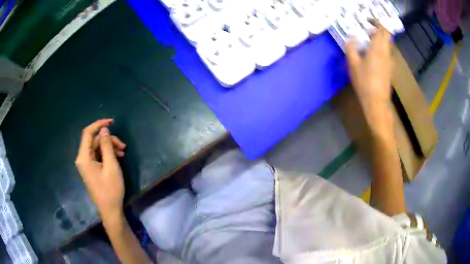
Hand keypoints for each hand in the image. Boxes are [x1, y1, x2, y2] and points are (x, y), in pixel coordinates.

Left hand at [75, 119, 126, 217]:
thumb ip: (106, 145)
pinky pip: (97, 155)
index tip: (112, 122)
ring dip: (109, 147)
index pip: (88, 133)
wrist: (110, 210)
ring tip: (123, 152)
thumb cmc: (110, 189)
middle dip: (108, 140)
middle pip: (94, 141)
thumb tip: (104, 130)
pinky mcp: (90, 169)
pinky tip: (117, 157)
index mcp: (84, 157)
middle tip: (123, 146)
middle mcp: (82, 159)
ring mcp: (86, 164)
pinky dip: (107, 154)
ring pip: (96, 148)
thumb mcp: (111, 166)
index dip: (99, 124)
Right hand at [345, 21, 393, 134]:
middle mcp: (386, 53)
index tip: (368, 22)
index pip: (382, 30)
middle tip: (367, 32)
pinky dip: (381, 49)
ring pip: (387, 45)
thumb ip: (351, 47)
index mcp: (378, 48)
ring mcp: (390, 61)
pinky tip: (372, 56)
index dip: (376, 23)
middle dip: (378, 31)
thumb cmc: (364, 81)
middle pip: (386, 36)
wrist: (377, 101)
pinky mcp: (390, 69)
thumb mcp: (353, 64)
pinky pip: (386, 53)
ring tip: (368, 43)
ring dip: (379, 40)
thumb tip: (351, 38)